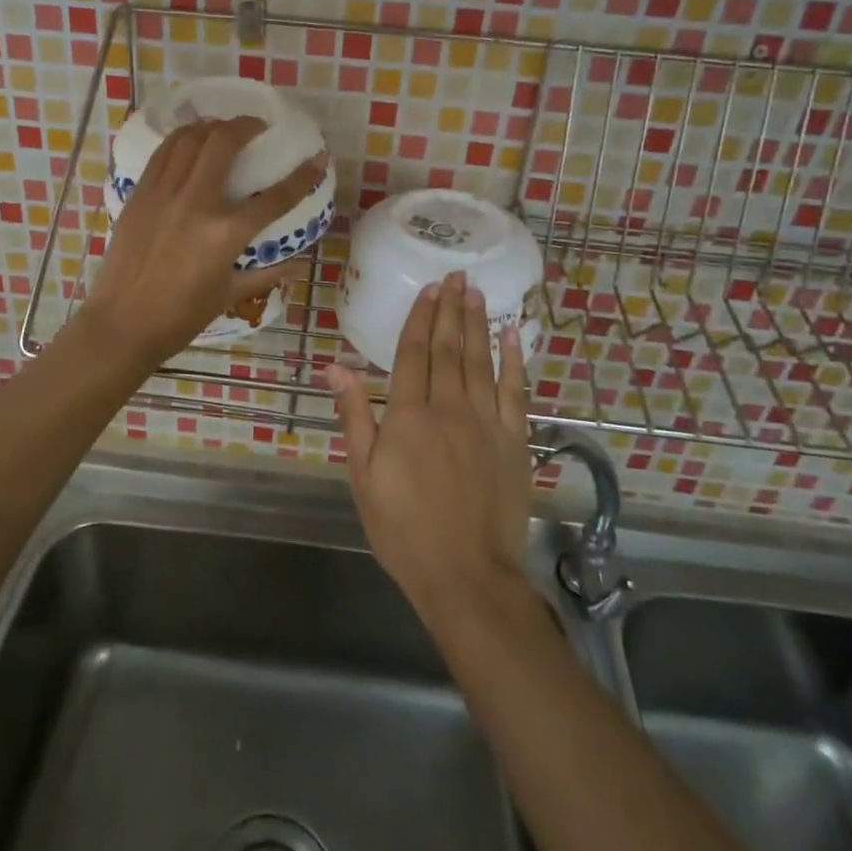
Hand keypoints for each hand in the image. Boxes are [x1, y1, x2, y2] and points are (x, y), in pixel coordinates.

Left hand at [82, 116, 323, 368]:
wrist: (121, 324)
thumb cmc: (179, 317)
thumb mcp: (228, 295)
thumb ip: (267, 274)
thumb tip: (300, 264)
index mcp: (225, 234)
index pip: (275, 198)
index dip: (302, 176)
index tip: (318, 158)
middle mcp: (196, 203)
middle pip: (225, 144)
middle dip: (248, 126)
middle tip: (259, 127)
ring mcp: (164, 194)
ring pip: (190, 139)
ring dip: (213, 126)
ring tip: (225, 128)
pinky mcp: (140, 194)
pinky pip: (163, 152)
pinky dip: (182, 138)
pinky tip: (191, 140)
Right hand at [327, 271, 533, 626]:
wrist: (467, 575)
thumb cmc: (403, 529)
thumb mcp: (363, 476)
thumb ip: (354, 417)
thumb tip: (336, 366)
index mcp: (408, 416)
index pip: (413, 354)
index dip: (420, 318)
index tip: (428, 289)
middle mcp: (448, 408)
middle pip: (448, 348)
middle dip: (450, 310)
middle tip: (456, 276)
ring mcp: (485, 422)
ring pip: (480, 361)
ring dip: (478, 324)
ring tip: (477, 293)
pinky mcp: (514, 441)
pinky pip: (515, 391)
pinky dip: (515, 361)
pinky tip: (514, 336)